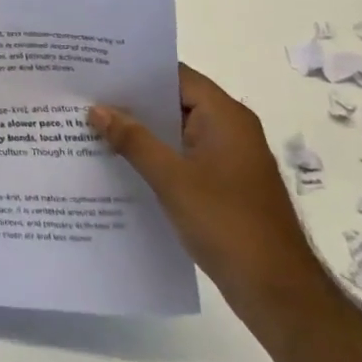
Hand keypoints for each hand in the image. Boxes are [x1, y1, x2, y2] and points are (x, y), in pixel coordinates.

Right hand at [90, 64, 326, 318]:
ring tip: (90, 125)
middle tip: (83, 95)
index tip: (96, 68)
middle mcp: (229, 130)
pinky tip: (117, 162)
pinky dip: (152, 155)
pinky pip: (180, 157)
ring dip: (139, 130)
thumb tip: (97, 109)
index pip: (175, 75)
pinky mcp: (221, 185)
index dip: (136, 69)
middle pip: (173, 101)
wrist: (277, 292)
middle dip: (131, 101)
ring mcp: (226, 159)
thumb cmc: (227, 224)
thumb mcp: (172, 179)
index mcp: (225, 117)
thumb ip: (133, 140)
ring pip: (174, 131)